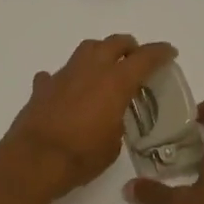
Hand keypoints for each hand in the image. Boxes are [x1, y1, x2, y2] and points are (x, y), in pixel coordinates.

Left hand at [0, 35, 177, 203]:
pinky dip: (66, 79)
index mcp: (115, 83)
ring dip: (99, 52)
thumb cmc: (81, 156)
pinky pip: (57, 74)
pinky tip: (67, 89)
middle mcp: (90, 70)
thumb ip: (115, 122)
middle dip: (128, 46)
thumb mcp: (112, 144)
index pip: (144, 58)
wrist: (34, 160)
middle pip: (113, 43)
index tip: (169, 52)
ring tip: (104, 66)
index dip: (160, 52)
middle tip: (136, 56)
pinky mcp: (42, 87)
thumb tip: (109, 118)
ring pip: (85, 50)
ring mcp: (63, 75)